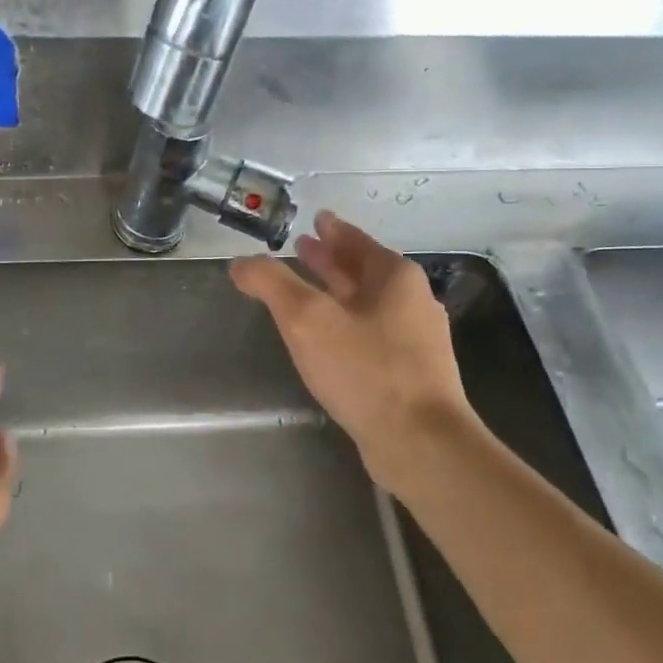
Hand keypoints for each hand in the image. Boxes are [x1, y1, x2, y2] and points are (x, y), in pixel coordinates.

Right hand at [231, 211, 478, 493]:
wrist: (421, 443)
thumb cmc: (364, 369)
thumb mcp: (306, 319)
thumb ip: (270, 284)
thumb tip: (240, 263)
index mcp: (394, 278)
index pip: (357, 241)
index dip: (333, 230)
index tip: (317, 219)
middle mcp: (412, 302)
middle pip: (364, 270)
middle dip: (332, 259)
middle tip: (303, 247)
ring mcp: (416, 340)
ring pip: (368, 303)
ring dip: (338, 291)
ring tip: (308, 289)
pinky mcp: (412, 374)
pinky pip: (372, 333)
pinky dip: (347, 323)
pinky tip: (329, 338)